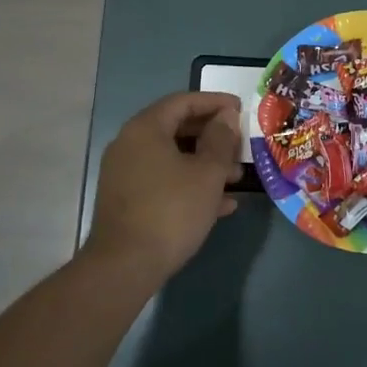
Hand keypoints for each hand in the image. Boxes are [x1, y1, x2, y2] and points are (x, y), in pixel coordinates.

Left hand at [84, 91, 243, 281]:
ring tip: (236, 178)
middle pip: (176, 128)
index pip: (183, 101)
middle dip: (212, 136)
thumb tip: (226, 116)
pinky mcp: (127, 199)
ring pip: (172, 157)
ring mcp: (125, 173)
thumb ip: (221, 140)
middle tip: (240, 145)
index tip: (241, 108)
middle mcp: (130, 144)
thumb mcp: (208, 173)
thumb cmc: (172, 210)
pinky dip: (189, 184)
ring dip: (205, 163)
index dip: (214, 102)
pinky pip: (163, 180)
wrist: (125, 265)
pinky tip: (220, 205)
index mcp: (145, 129)